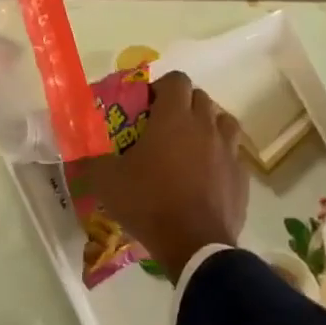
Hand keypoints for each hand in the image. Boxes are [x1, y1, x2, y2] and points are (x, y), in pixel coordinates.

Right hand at [74, 71, 248, 277]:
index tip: (146, 107)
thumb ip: (94, 160)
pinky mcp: (241, 175)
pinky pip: (232, 154)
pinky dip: (219, 156)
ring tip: (190, 146)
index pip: (175, 80)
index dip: (160, 87)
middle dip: (182, 105)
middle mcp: (205, 126)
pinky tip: (206, 175)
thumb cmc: (149, 203)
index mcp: (174, 118)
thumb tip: (83, 154)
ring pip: (223, 122)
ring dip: (207, 126)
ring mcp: (228, 150)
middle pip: (200, 97)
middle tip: (163, 127)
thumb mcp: (107, 182)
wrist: (194, 244)